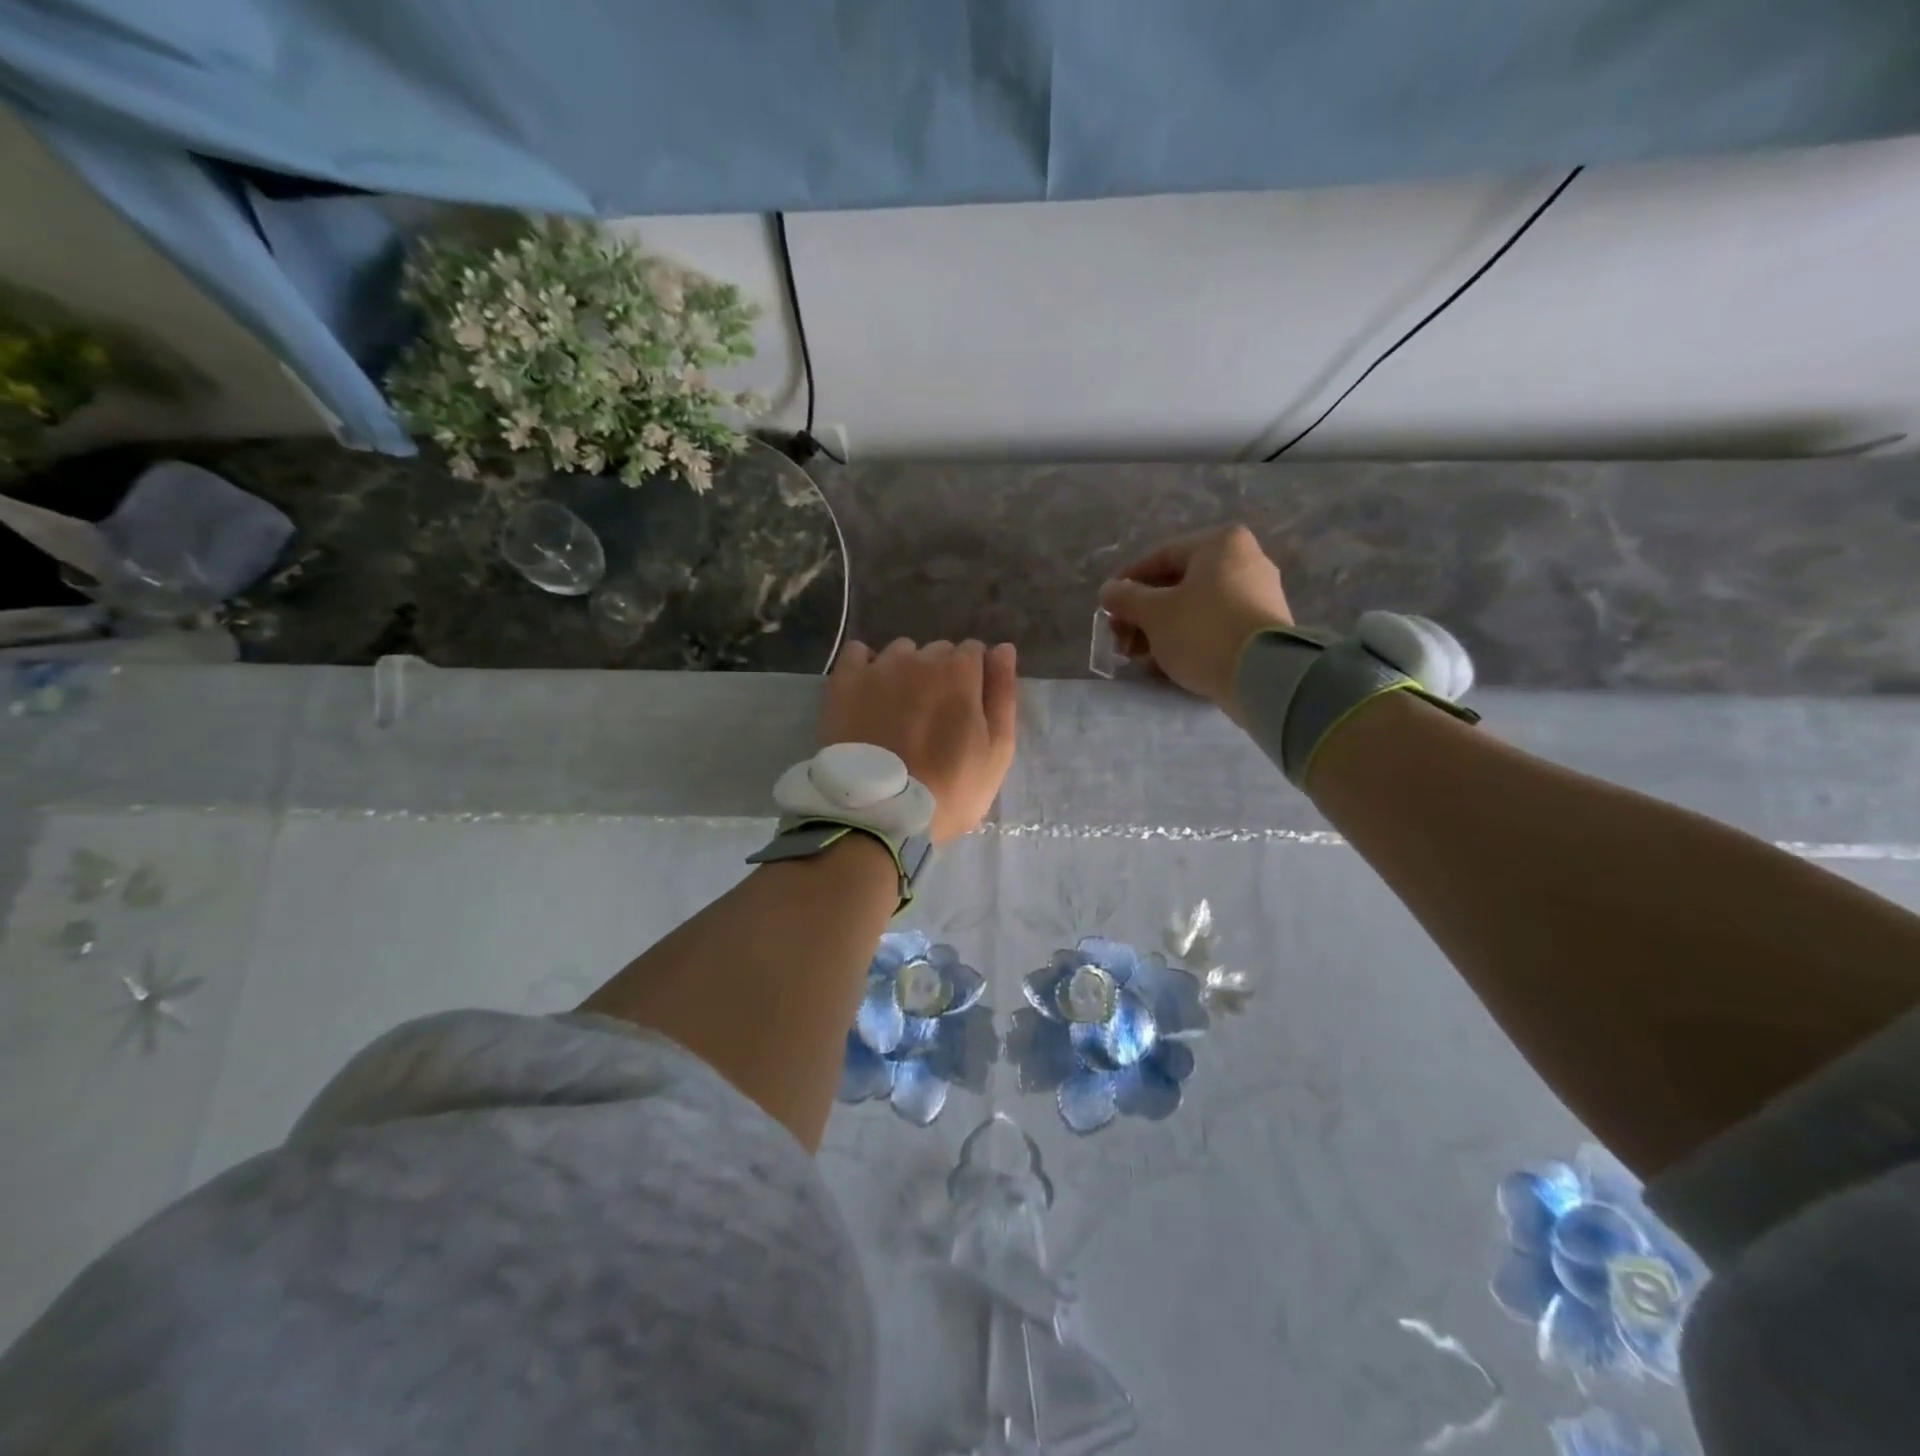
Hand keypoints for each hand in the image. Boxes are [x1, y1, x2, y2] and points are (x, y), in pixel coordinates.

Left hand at [819, 639, 1017, 843]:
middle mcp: (920, 658)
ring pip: (900, 653)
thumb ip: (1002, 695)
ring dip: (906, 671)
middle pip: (938, 652)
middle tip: (935, 717)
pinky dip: (866, 667)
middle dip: (941, 675)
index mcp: (960, 671)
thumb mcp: (997, 751)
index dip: (974, 679)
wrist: (881, 814)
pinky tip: (869, 693)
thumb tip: (1003, 649)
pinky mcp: (844, 682)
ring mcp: (879, 668)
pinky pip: (857, 654)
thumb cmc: (950, 788)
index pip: (974, 652)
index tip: (967, 709)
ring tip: (899, 710)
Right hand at [1098, 525, 1293, 714]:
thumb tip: (1109, 590)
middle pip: (1179, 585)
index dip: (1128, 582)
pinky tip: (1165, 664)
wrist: (1263, 675)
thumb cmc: (1202, 630)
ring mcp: (1259, 595)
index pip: (1161, 557)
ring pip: (1195, 609)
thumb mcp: (1153, 613)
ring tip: (1137, 656)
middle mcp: (1246, 561)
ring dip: (1161, 630)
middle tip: (1120, 638)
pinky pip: (1215, 627)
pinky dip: (1187, 640)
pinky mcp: (1263, 628)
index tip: (1108, 605)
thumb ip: (1126, 597)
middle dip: (1144, 614)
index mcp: (1220, 544)